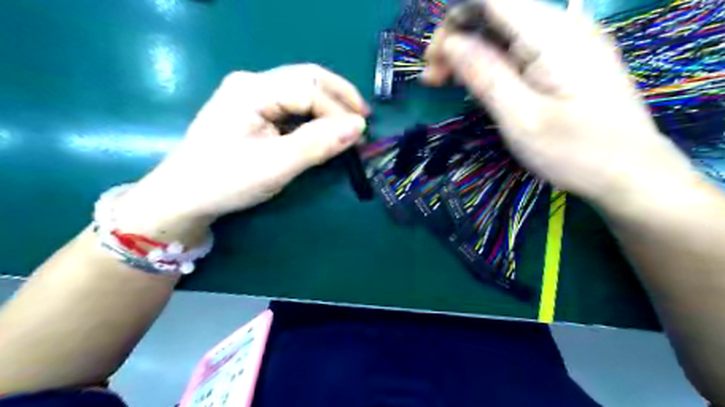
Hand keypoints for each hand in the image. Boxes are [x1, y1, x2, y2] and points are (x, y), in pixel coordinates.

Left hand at [117, 64, 369, 240]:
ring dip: (329, 107)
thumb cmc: (226, 181)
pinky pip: (292, 106)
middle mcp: (252, 83)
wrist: (184, 197)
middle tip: (363, 119)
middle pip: (307, 79)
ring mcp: (251, 96)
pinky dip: (314, 117)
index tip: (360, 135)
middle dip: (339, 98)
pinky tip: (324, 129)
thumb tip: (358, 127)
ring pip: (302, 91)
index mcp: (252, 89)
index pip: (309, 89)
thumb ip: (317, 144)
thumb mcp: (275, 166)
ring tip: (349, 126)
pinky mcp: (253, 112)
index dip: (339, 110)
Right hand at [426, 0, 695, 208]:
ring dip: (469, 52)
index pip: (490, 0)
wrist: (630, 174)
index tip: (433, 63)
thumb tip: (451, 43)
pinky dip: (489, 61)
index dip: (452, 22)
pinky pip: (517, 47)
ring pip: (503, 30)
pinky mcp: (564, 59)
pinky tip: (477, 83)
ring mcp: (565, 42)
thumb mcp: (521, 119)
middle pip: (494, 12)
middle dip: (456, 39)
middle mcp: (561, 26)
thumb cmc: (576, 152)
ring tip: (447, 83)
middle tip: (433, 81)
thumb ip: (486, 76)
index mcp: (551, 34)